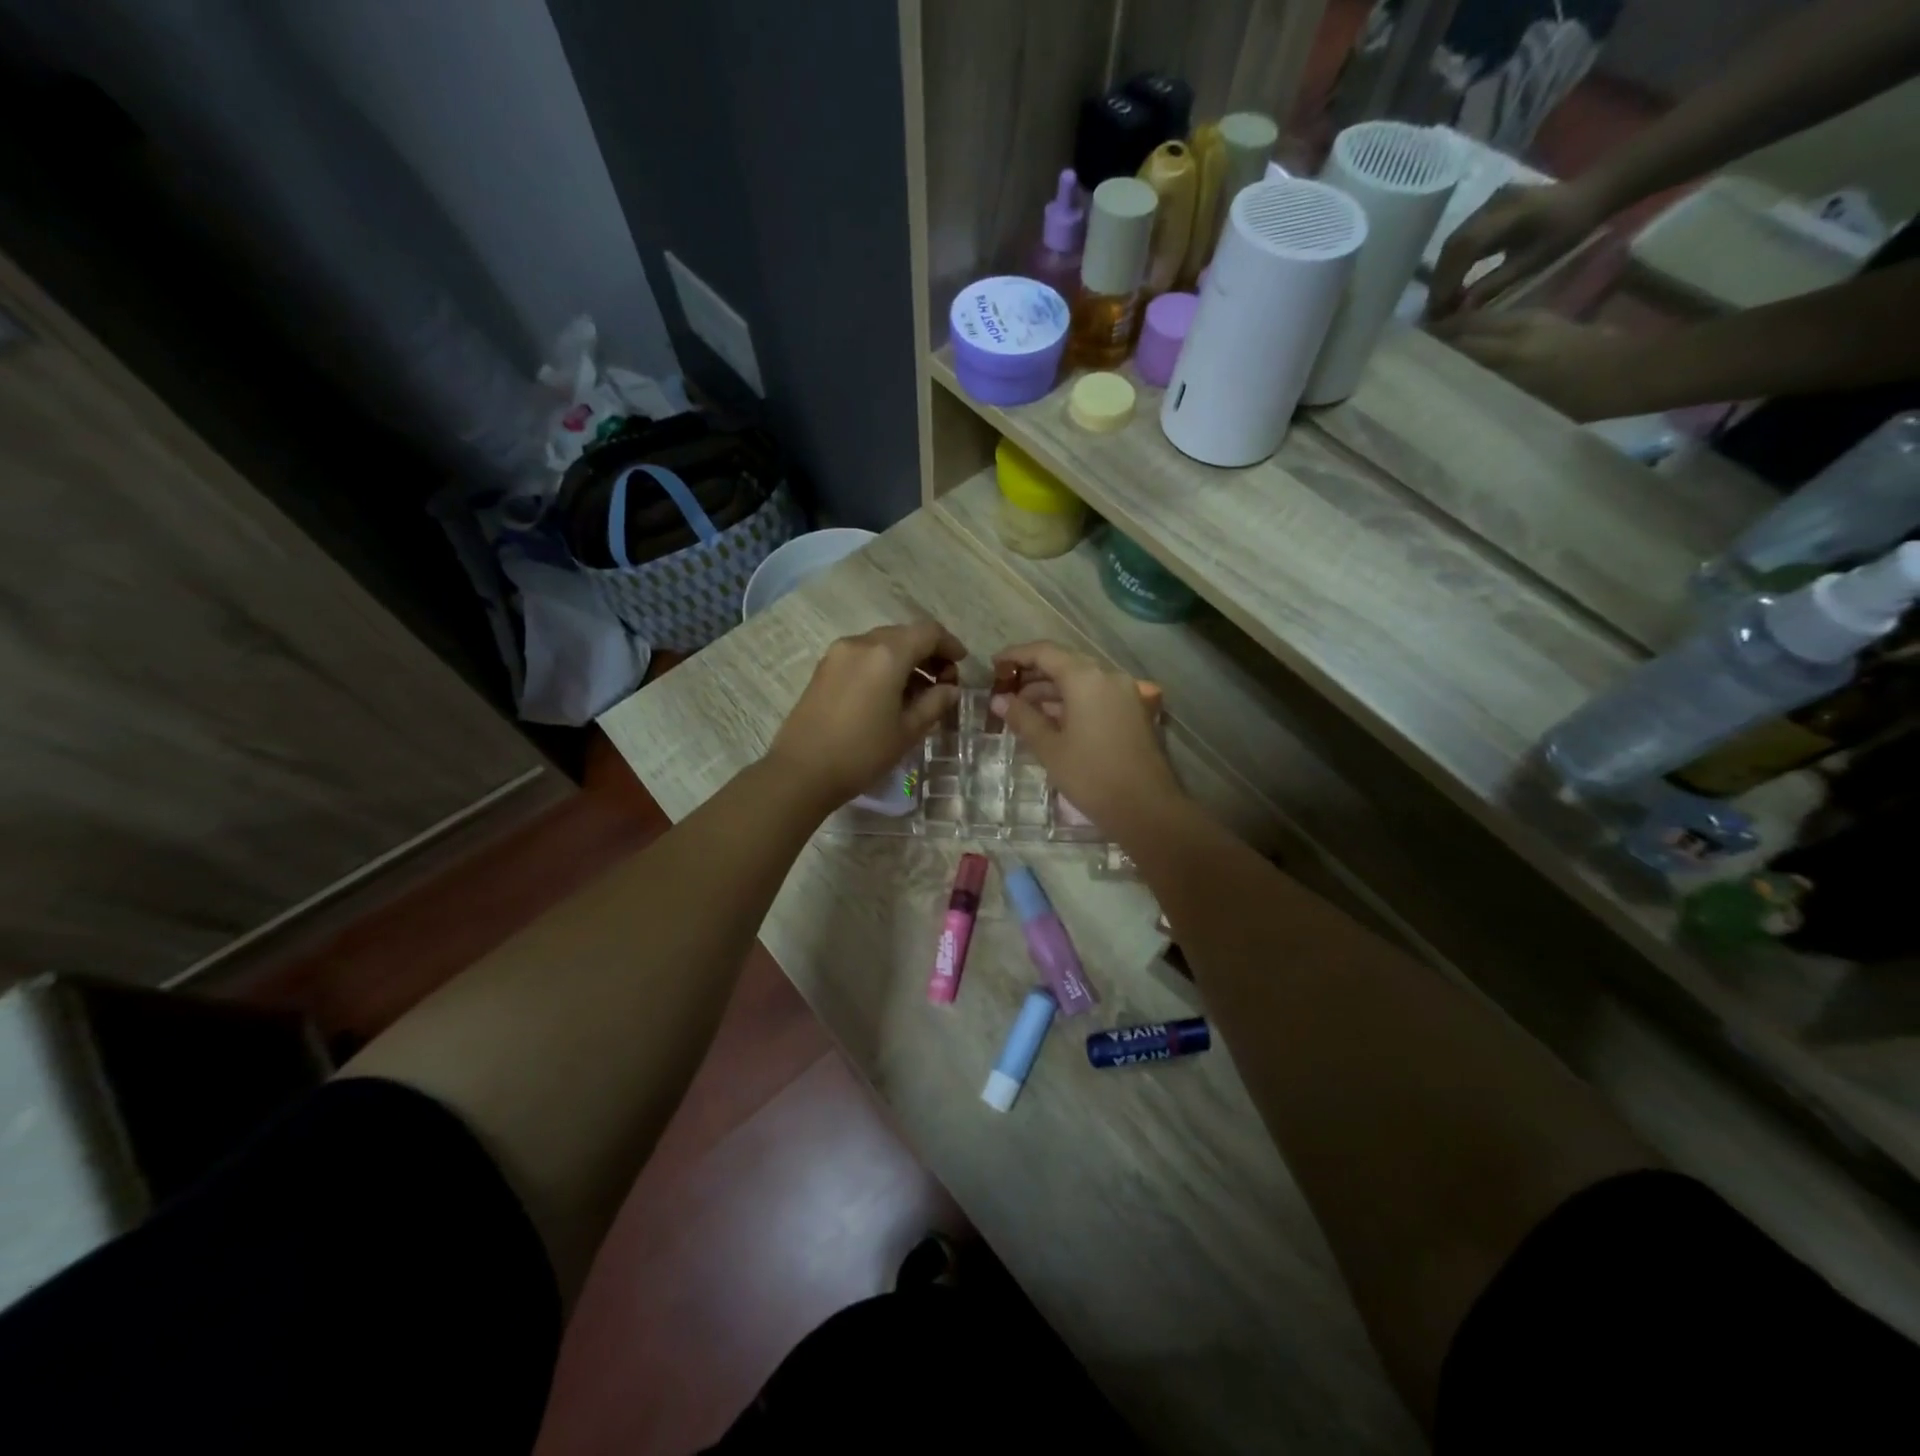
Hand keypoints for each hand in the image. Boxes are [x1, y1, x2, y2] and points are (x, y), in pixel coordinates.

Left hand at [769, 622, 965, 806]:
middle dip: (927, 653)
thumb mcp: (908, 731)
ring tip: (918, 693)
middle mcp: (861, 643)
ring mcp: (838, 653)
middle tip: (943, 682)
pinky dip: (882, 666)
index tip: (962, 664)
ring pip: (882, 644)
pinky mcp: (824, 668)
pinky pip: (862, 656)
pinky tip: (889, 695)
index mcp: (887, 654)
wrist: (801, 771)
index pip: (928, 632)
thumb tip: (950, 689)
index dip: (950, 644)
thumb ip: (935, 703)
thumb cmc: (862, 752)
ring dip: (905, 659)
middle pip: (904, 634)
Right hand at [991, 641, 1183, 832]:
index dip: (1016, 655)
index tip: (994, 666)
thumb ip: (1023, 718)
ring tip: (1023, 709)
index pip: (1045, 652)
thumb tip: (999, 700)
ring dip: (1052, 690)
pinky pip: (1096, 695)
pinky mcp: (1133, 711)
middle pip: (1065, 663)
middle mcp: (1108, 676)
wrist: (1146, 808)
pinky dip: (1072, 701)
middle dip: (1033, 675)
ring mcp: (1125, 693)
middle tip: (1005, 691)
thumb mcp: (1049, 748)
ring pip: (1081, 680)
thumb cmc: (1091, 775)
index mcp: (1085, 678)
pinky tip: (1052, 721)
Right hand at [1427, 182, 1608, 318]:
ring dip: (1442, 274)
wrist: (1589, 193)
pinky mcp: (1485, 210)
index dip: (1447, 280)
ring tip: (1440, 300)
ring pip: (1452, 243)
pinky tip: (1451, 282)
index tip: (1438, 310)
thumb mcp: (1534, 261)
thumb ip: (1495, 284)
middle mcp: (1493, 204)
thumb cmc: (1568, 229)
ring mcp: (1487, 204)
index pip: (1465, 248)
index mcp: (1510, 213)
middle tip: (1434, 310)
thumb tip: (1460, 309)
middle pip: (1453, 245)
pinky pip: (1460, 239)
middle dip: (1440, 280)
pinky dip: (1451, 263)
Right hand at [1428, 310, 1645, 421]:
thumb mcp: (1523, 405)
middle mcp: (1514, 330)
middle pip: (1462, 326)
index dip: (1426, 349)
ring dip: (1452, 331)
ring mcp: (1529, 321)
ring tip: (1430, 348)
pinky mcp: (1541, 319)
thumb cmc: (1579, 400)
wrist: (1631, 373)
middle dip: (1434, 336)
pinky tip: (1465, 344)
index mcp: (1508, 353)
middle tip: (1407, 354)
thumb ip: (1483, 392)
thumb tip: (1446, 394)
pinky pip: (1496, 321)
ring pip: (1477, 320)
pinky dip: (1474, 330)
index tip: (1400, 361)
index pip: (1454, 342)